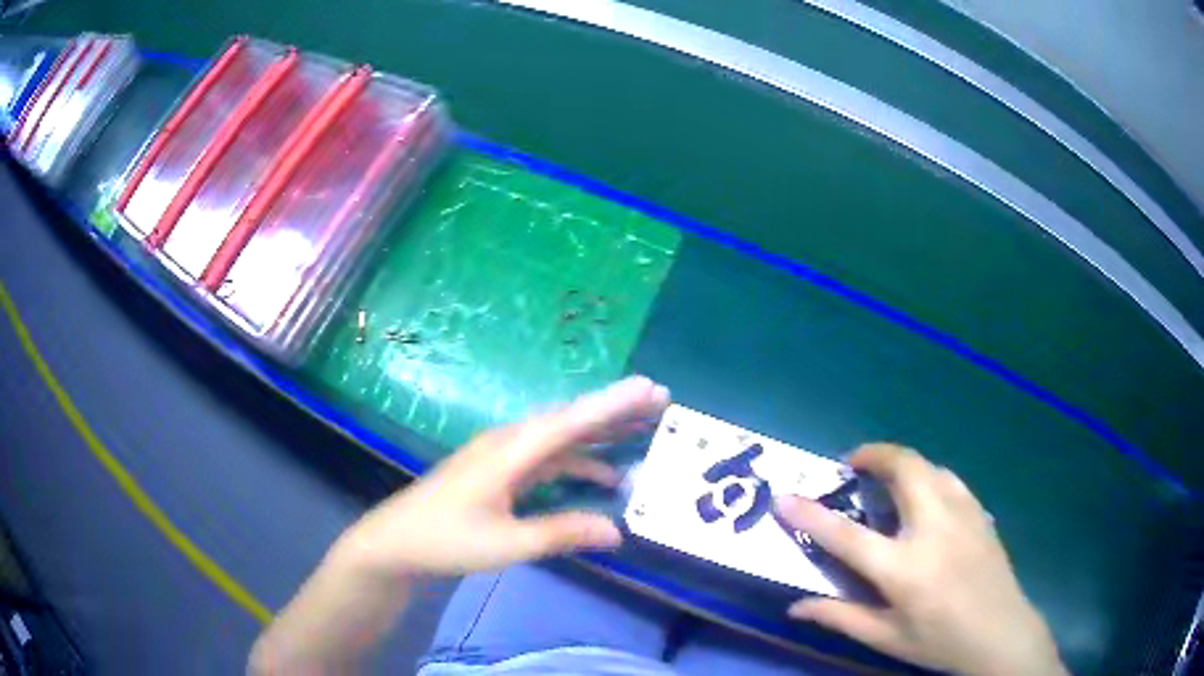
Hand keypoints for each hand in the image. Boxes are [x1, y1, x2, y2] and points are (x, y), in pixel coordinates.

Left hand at [336, 376, 669, 577]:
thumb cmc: (447, 540)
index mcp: (510, 452)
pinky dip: (577, 463)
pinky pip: (547, 458)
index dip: (612, 404)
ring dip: (599, 434)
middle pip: (569, 420)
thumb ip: (561, 533)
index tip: (649, 388)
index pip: (570, 421)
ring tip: (641, 430)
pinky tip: (600, 477)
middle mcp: (509, 443)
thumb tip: (617, 531)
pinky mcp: (499, 471)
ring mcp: (503, 455)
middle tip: (659, 399)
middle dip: (614, 410)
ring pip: (560, 437)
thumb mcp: (507, 544)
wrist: (397, 542)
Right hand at [776, 444, 1065, 675]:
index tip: (784, 497)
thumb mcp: (886, 638)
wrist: (1000, 632)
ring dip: (901, 462)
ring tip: (886, 477)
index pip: (846, 536)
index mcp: (904, 569)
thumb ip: (841, 617)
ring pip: (929, 465)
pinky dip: (928, 475)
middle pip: (903, 468)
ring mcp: (962, 514)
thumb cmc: (939, 641)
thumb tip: (796, 605)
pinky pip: (949, 479)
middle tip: (853, 465)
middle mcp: (933, 529)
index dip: (810, 514)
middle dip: (873, 455)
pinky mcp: (980, 511)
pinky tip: (925, 496)